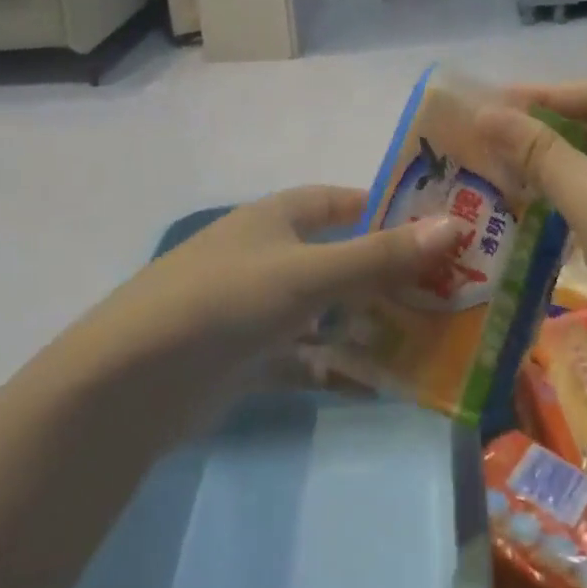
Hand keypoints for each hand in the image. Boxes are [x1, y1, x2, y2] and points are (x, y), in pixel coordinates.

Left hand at [92, 186, 458, 374]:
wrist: (132, 381)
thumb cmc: (228, 299)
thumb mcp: (309, 274)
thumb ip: (380, 256)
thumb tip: (453, 226)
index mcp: (277, 217)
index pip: (340, 201)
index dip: (383, 208)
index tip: (432, 226)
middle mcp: (268, 255)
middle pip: (339, 257)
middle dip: (386, 274)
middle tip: (447, 291)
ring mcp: (256, 308)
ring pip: (325, 311)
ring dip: (367, 325)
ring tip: (427, 341)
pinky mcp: (246, 358)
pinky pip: (304, 358)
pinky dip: (336, 368)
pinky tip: (378, 386)